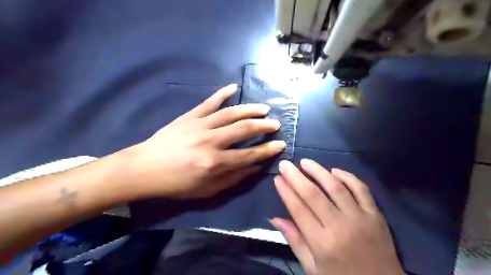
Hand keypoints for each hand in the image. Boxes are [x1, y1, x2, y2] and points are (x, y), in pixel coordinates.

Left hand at [124, 84, 288, 199]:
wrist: (145, 169)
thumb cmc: (177, 184)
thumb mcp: (207, 190)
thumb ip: (233, 178)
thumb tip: (255, 167)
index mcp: (215, 163)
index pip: (249, 154)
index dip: (267, 150)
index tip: (281, 144)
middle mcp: (211, 141)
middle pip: (244, 129)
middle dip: (264, 126)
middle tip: (276, 124)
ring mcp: (200, 125)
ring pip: (231, 113)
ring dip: (250, 110)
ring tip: (264, 109)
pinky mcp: (189, 116)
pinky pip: (209, 102)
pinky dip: (222, 93)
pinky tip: (234, 87)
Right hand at [270, 158, 404, 273]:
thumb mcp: (313, 268)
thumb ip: (294, 240)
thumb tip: (275, 218)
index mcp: (322, 243)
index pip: (298, 209)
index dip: (286, 191)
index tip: (277, 178)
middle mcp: (340, 226)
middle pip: (313, 194)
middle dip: (295, 176)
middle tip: (285, 164)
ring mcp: (360, 218)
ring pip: (335, 186)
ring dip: (318, 171)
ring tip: (305, 162)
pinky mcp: (375, 214)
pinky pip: (361, 189)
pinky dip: (347, 176)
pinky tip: (334, 171)